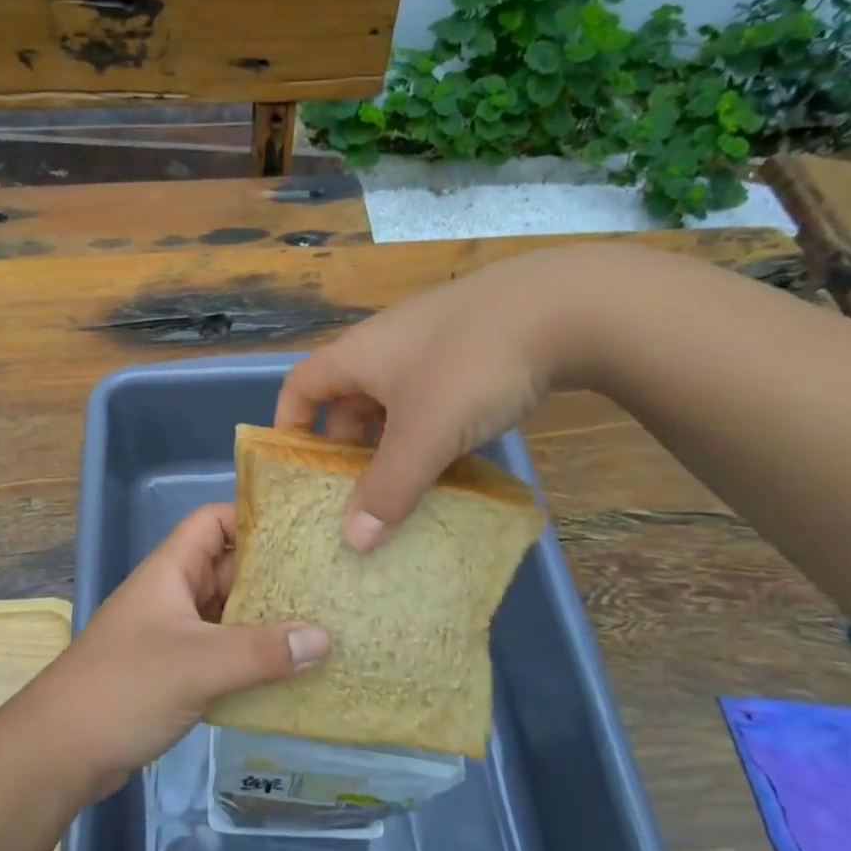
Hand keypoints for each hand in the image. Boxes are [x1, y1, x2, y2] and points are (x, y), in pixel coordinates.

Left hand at [28, 504, 329, 794]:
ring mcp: (173, 634)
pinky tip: (289, 672)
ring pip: (228, 613)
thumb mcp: (198, 664)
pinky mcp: (175, 672)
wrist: (60, 752)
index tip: (301, 533)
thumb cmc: (125, 688)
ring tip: (322, 625)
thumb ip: (262, 651)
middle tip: (328, 582)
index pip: (213, 521)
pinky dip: (252, 656)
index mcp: (171, 571)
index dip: (253, 518)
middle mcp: (173, 594)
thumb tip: (324, 639)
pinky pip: (222, 651)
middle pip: (228, 567)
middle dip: (274, 573)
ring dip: (267, 619)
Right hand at [276, 248, 593, 551]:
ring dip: (392, 444)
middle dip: (347, 449)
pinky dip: (429, 430)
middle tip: (357, 494)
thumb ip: (388, 491)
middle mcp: (383, 346)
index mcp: (356, 356)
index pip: (299, 388)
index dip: (289, 427)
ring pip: (392, 402)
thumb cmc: (469, 367)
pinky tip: (452, 458)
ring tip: (405, 486)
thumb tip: (353, 543)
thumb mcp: (424, 436)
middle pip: (346, 401)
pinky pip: (430, 397)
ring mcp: (428, 344)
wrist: (561, 306)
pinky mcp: (468, 348)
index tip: (298, 471)